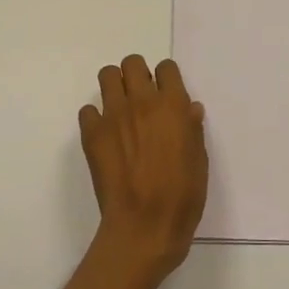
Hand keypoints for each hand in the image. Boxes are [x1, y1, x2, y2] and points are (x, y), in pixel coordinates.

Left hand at [79, 55, 208, 279]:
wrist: (144, 225)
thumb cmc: (182, 196)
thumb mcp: (199, 160)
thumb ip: (192, 129)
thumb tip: (189, 110)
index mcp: (173, 106)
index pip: (166, 68)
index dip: (166, 79)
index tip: (166, 95)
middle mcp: (142, 102)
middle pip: (133, 63)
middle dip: (137, 74)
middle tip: (141, 98)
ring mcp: (113, 115)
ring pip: (107, 75)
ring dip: (115, 87)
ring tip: (121, 110)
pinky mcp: (92, 133)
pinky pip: (88, 110)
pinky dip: (96, 117)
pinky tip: (105, 136)